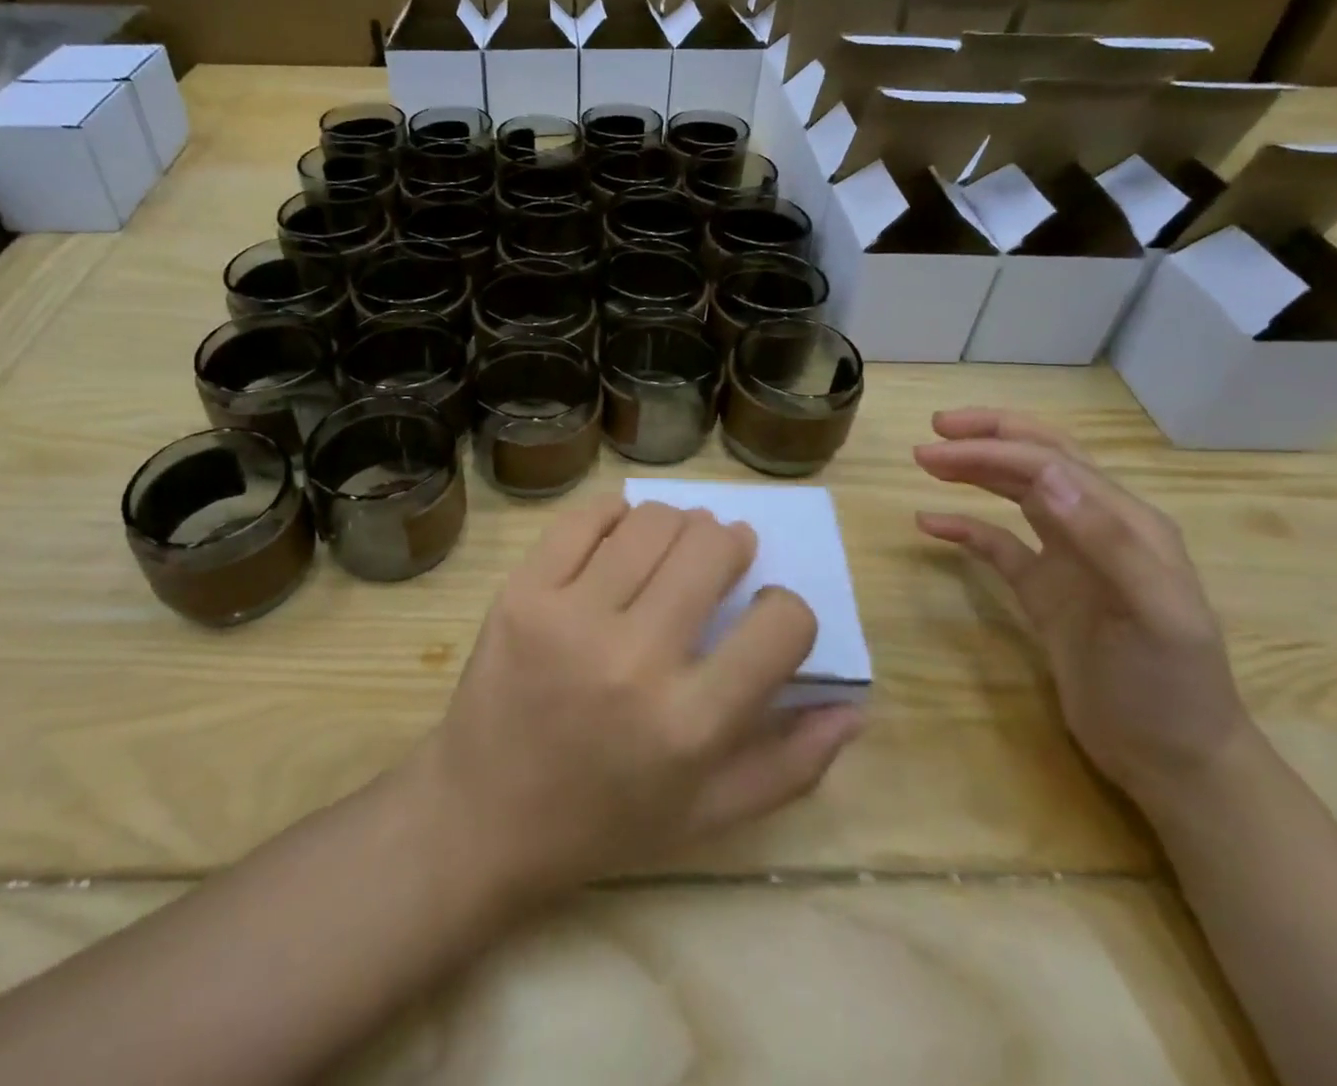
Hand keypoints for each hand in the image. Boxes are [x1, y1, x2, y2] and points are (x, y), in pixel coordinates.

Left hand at [413, 498, 863, 900]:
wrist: (480, 816)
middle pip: (712, 548)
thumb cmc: (602, 823)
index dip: (788, 609)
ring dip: (680, 523)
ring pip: (653, 521)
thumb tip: (855, 707)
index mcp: (692, 725)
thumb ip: (791, 766)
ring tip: (675, 544)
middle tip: (723, 556)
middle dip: (732, 545)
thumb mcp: (707, 816)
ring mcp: (570, 617)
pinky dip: (616, 514)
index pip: (782, 624)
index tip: (767, 612)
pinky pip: (584, 519)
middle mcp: (635, 660)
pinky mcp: (521, 592)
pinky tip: (623, 533)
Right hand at [913, 408, 1250, 813]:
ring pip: (1017, 494)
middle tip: (932, 432)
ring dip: (975, 471)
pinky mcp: (1045, 590)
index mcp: (1128, 522)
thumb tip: (1046, 475)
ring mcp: (1069, 559)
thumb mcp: (1154, 614)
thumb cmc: (1170, 685)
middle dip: (988, 440)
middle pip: (1038, 462)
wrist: (1173, 761)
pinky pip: (999, 545)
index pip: (1052, 463)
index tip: (939, 445)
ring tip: (926, 462)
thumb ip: (1104, 540)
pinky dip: (965, 528)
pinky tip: (930, 523)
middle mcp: (1098, 527)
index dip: (996, 447)